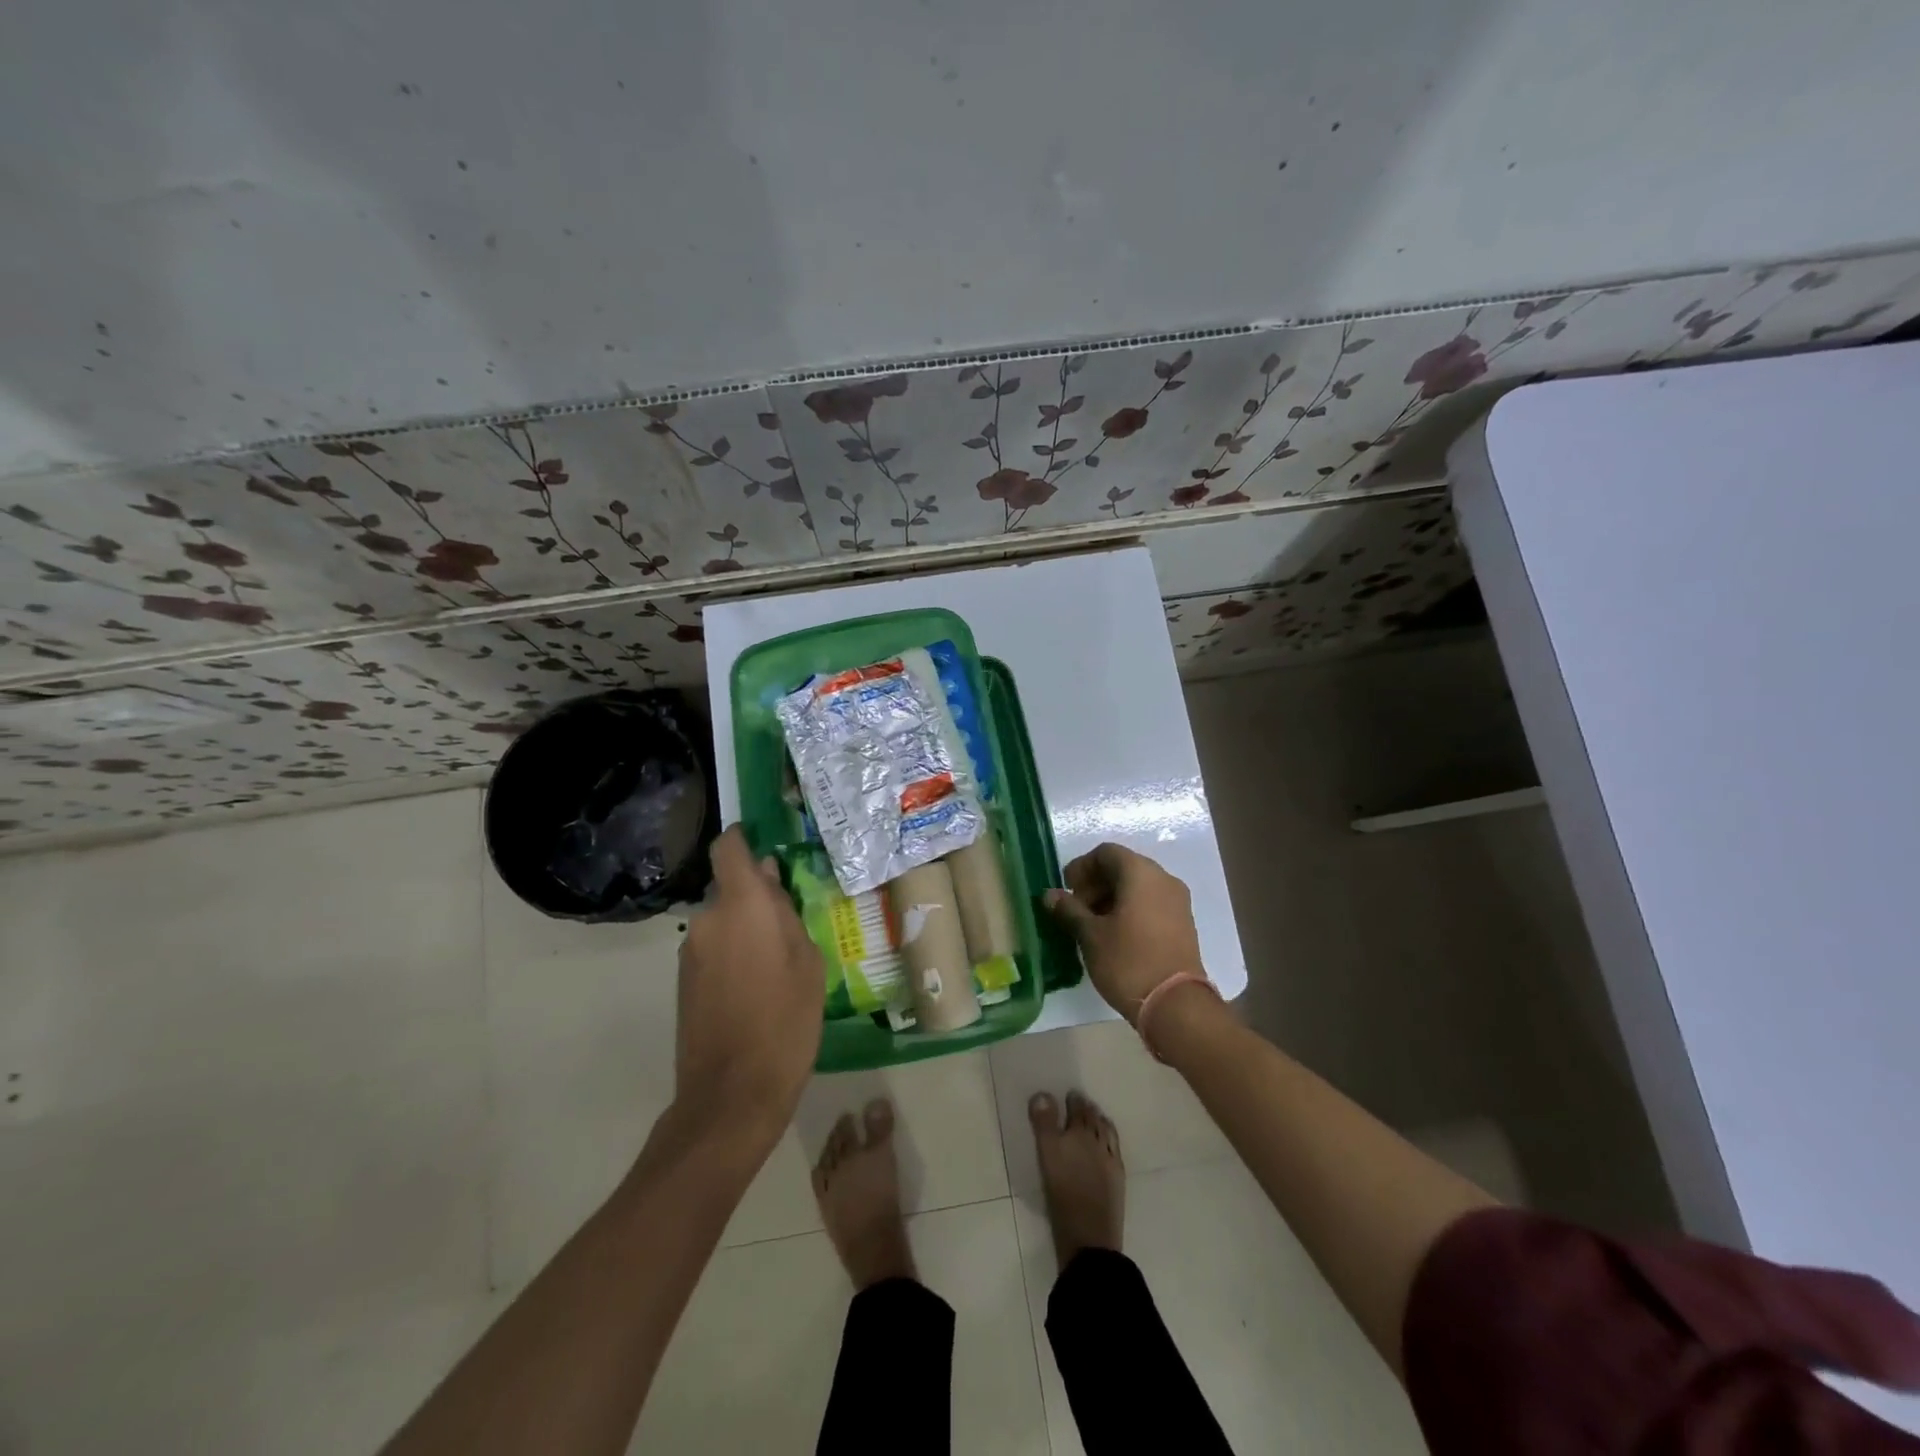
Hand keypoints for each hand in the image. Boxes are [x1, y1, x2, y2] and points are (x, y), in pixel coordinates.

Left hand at [674, 826, 823, 1148]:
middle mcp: (707, 920)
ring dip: (745, 930)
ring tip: (777, 965)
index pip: (729, 849)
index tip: (764, 847)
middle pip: (730, 890)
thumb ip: (786, 913)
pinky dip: (733, 956)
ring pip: (723, 923)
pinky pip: (713, 950)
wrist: (733, 1093)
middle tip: (791, 926)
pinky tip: (756, 988)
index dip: (742, 840)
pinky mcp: (683, 982)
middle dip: (756, 899)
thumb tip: (769, 882)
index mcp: (741, 906)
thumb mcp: (808, 961)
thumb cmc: (786, 1019)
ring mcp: (690, 952)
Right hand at [1045, 843, 1204, 1020]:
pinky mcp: (1183, 924)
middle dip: (1096, 884)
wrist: (1176, 1006)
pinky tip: (1114, 936)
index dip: (1082, 867)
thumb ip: (1069, 910)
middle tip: (1075, 909)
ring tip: (1092, 925)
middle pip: (1123, 867)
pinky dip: (1130, 910)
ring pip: (1138, 887)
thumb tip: (1050, 895)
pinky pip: (1151, 904)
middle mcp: (1164, 879)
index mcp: (1141, 873)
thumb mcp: (1090, 935)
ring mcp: (1178, 902)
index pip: (1106, 853)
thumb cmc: (1128, 962)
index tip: (1066, 889)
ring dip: (1111, 898)